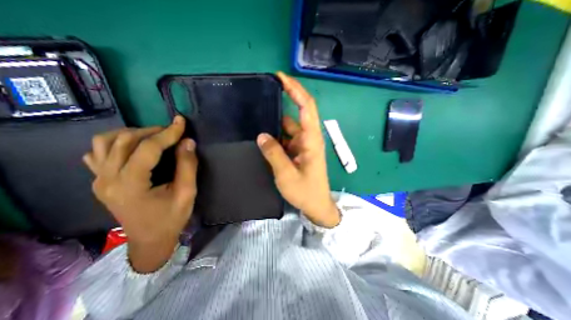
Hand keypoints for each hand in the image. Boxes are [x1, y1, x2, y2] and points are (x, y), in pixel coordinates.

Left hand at [82, 116, 198, 270]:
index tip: (181, 122)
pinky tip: (133, 147)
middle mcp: (107, 179)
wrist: (150, 240)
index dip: (167, 133)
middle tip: (172, 132)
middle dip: (152, 131)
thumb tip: (188, 142)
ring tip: (153, 137)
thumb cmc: (171, 218)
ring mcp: (99, 180)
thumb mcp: (187, 193)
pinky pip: (98, 153)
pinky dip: (115, 143)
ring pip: (105, 142)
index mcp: (131, 185)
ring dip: (132, 134)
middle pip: (123, 140)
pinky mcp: (100, 182)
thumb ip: (188, 167)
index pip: (147, 149)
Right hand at [258, 71, 336, 226]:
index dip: (296, 90)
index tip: (281, 77)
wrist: (316, 205)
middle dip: (283, 101)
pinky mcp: (298, 150)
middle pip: (297, 113)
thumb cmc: (305, 191)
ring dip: (275, 122)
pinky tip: (263, 135)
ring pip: (288, 127)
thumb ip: (274, 154)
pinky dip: (275, 135)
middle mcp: (308, 138)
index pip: (306, 107)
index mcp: (311, 140)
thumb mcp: (287, 174)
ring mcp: (303, 144)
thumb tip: (261, 135)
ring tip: (257, 116)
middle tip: (262, 94)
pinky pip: (285, 137)